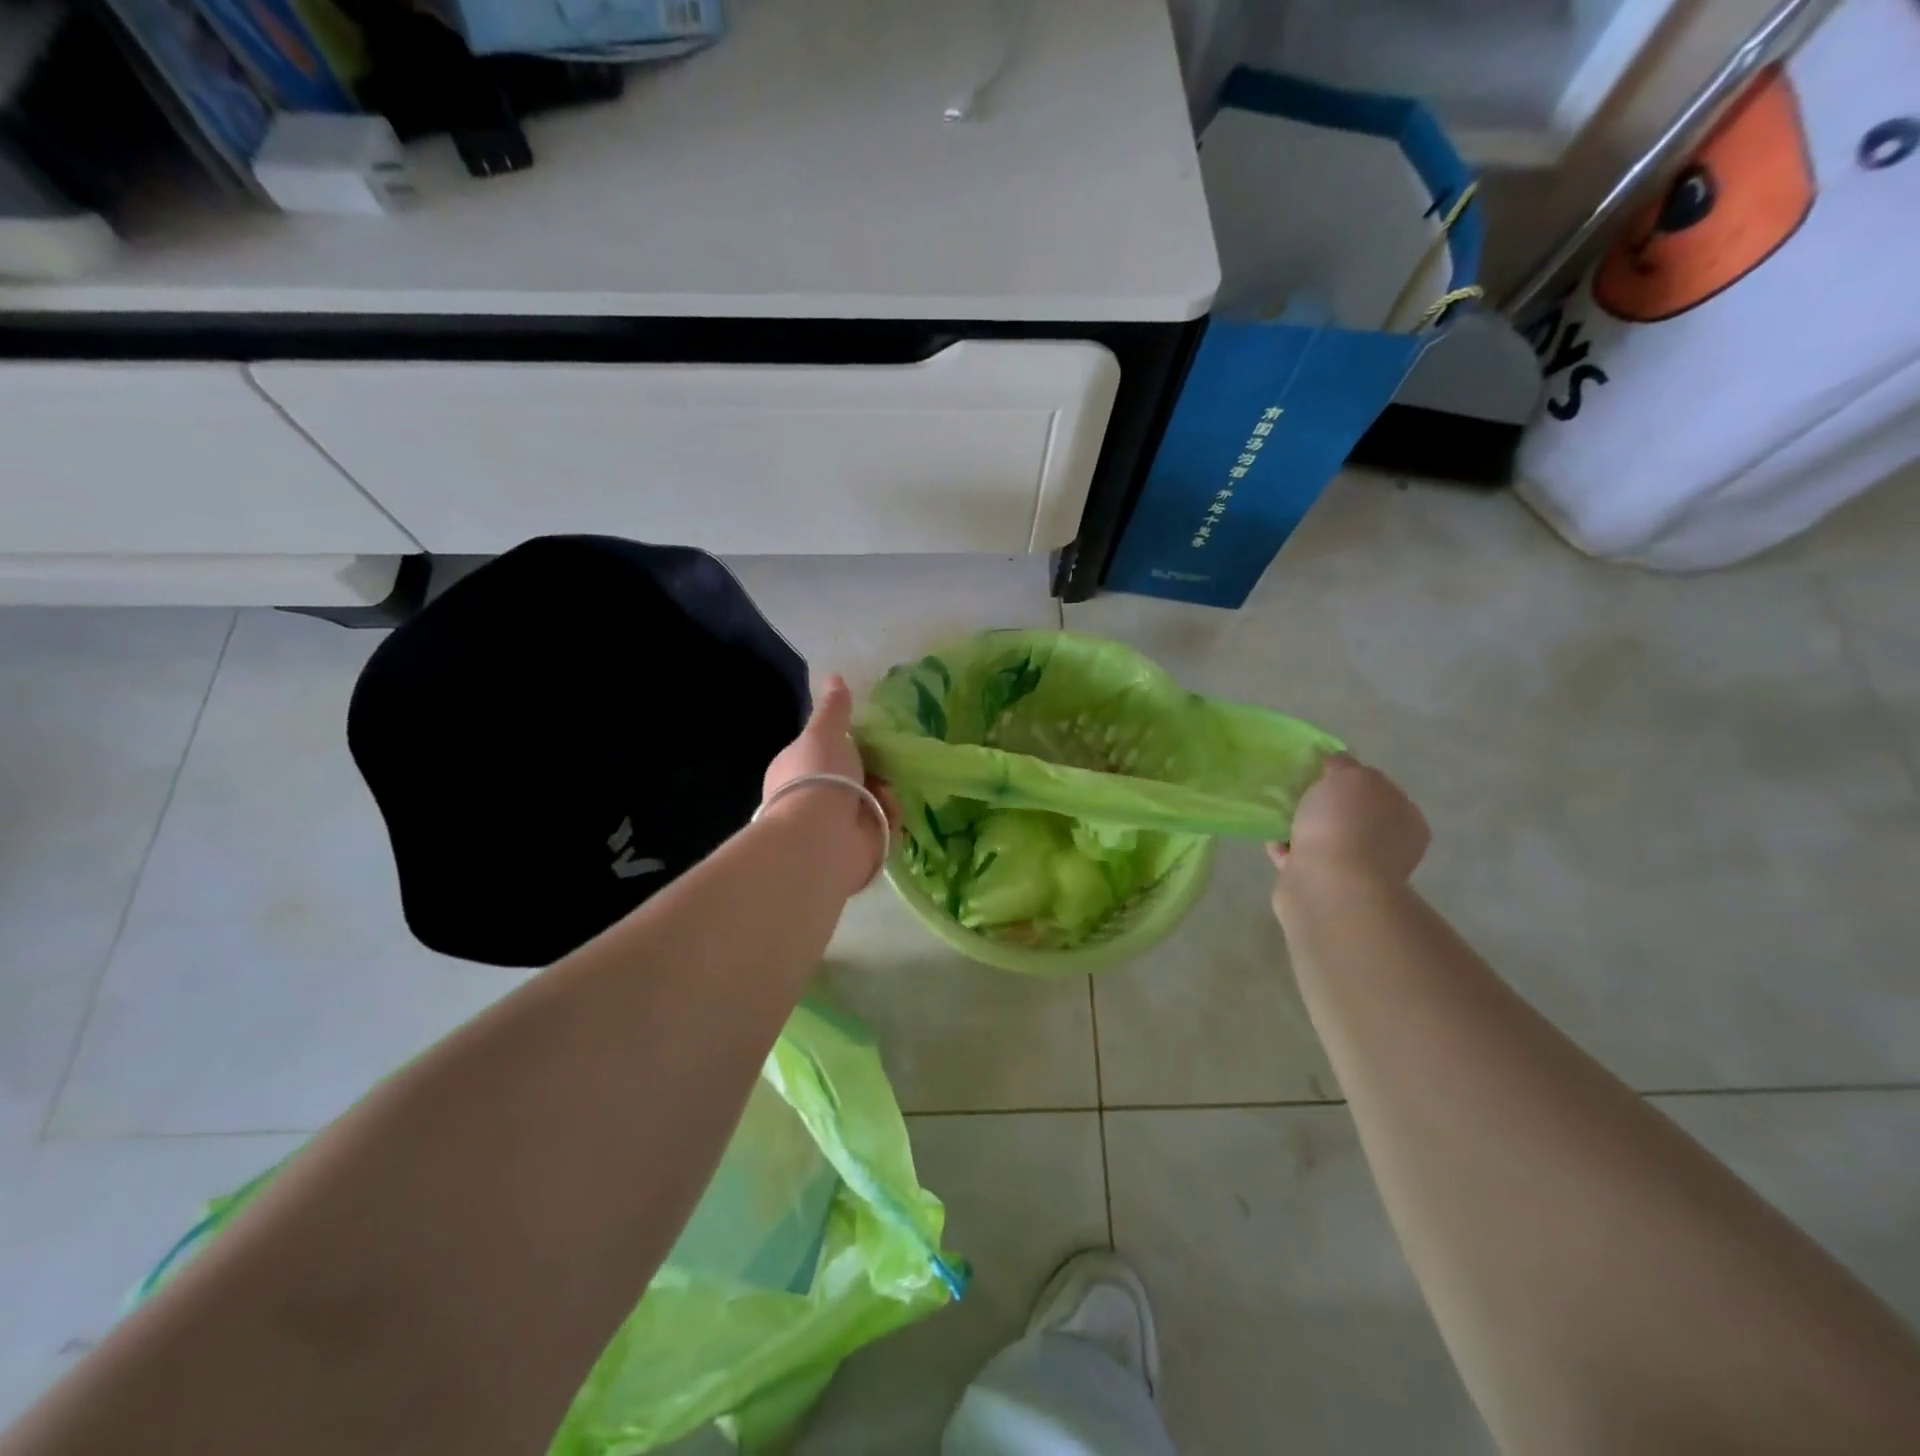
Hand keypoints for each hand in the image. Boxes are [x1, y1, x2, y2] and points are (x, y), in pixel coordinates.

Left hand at [760, 675, 897, 894]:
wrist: (822, 836)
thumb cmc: (817, 777)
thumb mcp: (824, 732)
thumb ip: (833, 709)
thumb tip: (834, 675)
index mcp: (795, 771)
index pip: (824, 754)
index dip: (846, 746)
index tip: (866, 740)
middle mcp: (812, 799)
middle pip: (853, 778)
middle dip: (872, 771)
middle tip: (886, 763)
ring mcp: (835, 825)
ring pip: (872, 801)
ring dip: (883, 795)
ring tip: (886, 792)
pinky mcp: (859, 846)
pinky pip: (883, 825)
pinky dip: (889, 818)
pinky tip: (889, 814)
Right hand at [1267, 753, 1429, 894]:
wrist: (1328, 885)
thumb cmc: (1347, 824)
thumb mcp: (1351, 777)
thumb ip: (1346, 766)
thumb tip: (1339, 764)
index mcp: (1405, 819)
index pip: (1381, 790)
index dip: (1353, 778)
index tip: (1323, 772)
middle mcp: (1387, 846)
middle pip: (1353, 816)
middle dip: (1327, 805)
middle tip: (1298, 790)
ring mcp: (1356, 870)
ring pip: (1326, 839)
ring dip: (1304, 827)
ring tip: (1278, 813)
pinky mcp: (1324, 886)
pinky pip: (1302, 859)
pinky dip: (1287, 849)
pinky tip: (1270, 838)